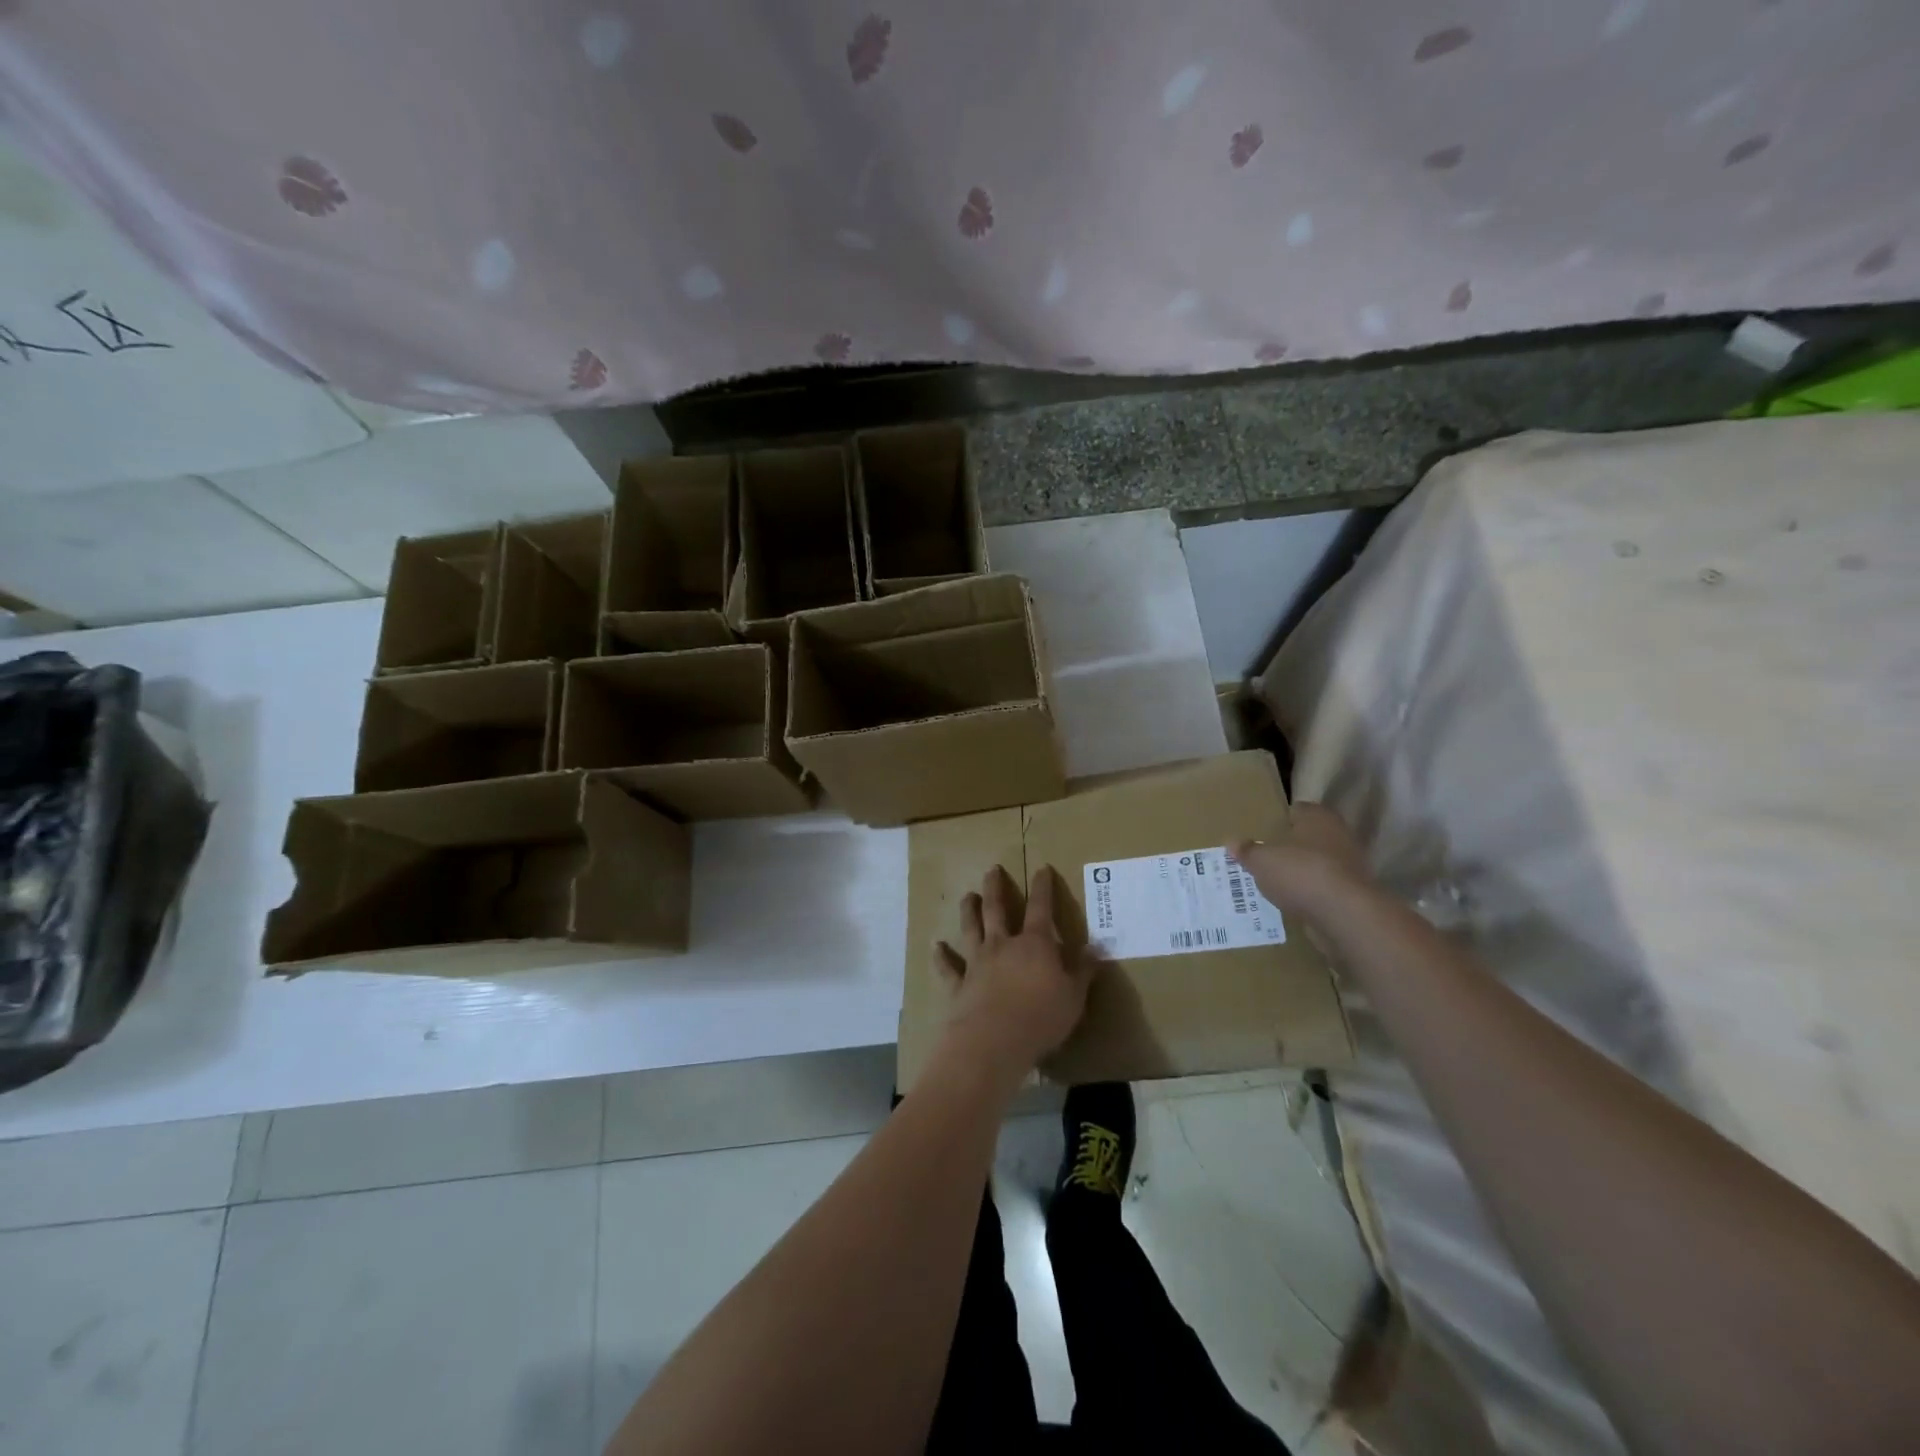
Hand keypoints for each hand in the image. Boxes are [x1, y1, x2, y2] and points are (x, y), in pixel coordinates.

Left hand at [937, 865, 1092, 1079]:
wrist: (994, 1041)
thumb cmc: (1041, 1018)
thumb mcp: (1074, 997)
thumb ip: (1083, 971)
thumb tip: (1096, 947)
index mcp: (1034, 944)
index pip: (1041, 908)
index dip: (1043, 887)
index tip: (1042, 868)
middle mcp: (1003, 945)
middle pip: (997, 909)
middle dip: (995, 888)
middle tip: (992, 869)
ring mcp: (977, 962)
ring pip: (971, 929)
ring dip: (969, 911)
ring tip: (967, 895)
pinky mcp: (959, 984)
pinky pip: (949, 966)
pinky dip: (942, 955)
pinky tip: (936, 945)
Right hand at [1232, 803, 1371, 919]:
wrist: (1344, 914)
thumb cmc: (1299, 872)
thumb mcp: (1261, 861)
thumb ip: (1247, 851)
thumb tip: (1231, 842)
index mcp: (1317, 817)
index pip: (1297, 810)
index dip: (1279, 819)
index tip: (1262, 830)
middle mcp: (1338, 835)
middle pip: (1309, 837)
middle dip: (1290, 847)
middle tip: (1265, 856)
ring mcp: (1350, 864)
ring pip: (1318, 862)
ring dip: (1301, 871)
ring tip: (1275, 882)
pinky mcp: (1353, 892)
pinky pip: (1324, 887)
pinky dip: (1311, 892)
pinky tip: (1292, 901)